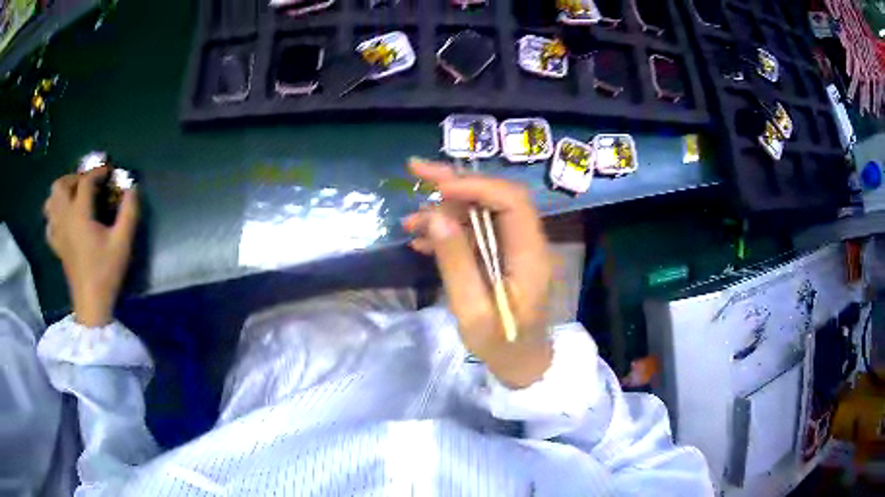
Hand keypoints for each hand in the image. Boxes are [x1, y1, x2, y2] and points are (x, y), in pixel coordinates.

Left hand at [44, 167, 138, 326]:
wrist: (91, 304)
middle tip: (87, 184)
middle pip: (60, 186)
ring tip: (73, 197)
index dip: (98, 171)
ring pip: (51, 202)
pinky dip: (54, 215)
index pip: (85, 181)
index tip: (109, 172)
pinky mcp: (57, 246)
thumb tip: (132, 188)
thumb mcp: (123, 242)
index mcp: (80, 215)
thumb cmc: (106, 272)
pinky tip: (64, 219)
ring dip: (61, 194)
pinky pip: (49, 223)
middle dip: (74, 178)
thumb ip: (129, 211)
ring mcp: (58, 233)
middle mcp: (65, 219)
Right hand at [403, 160, 552, 388]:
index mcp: (530, 256)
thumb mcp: (473, 312)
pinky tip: (421, 241)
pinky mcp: (504, 256)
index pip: (511, 201)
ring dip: (446, 210)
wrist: (524, 364)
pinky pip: (477, 231)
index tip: (437, 186)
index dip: (475, 186)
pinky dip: (449, 230)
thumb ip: (457, 263)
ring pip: (483, 212)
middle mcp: (528, 243)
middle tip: (415, 171)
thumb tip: (436, 217)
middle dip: (456, 182)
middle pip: (496, 196)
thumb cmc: (503, 347)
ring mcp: (516, 248)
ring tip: (409, 223)